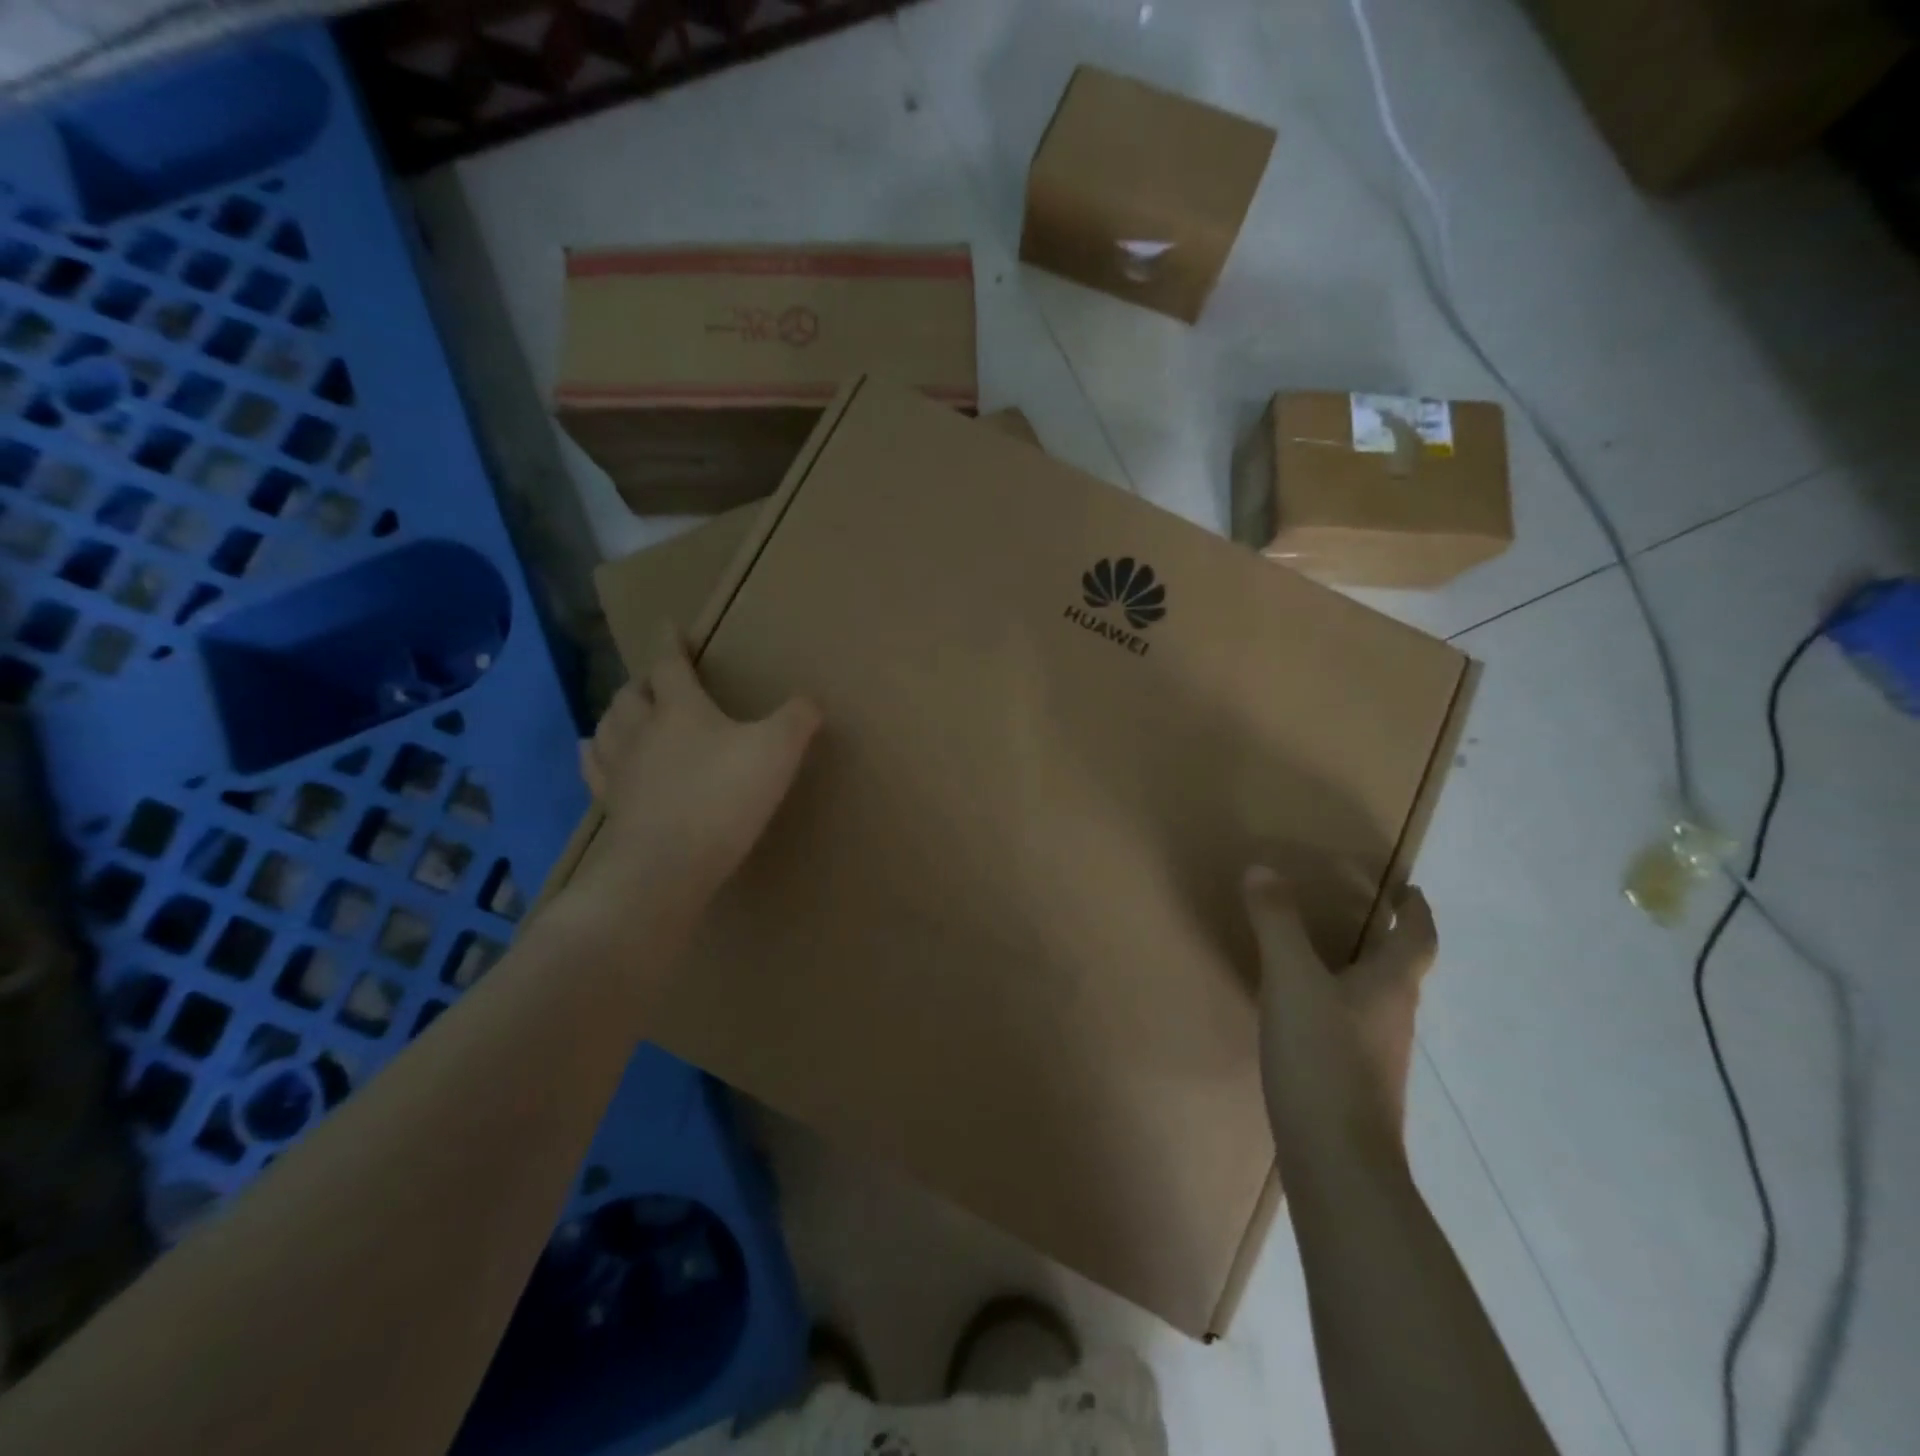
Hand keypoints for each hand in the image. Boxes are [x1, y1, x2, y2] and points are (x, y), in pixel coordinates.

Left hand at [569, 631, 819, 928]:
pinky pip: (594, 768)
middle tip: (656, 680)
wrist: (667, 865)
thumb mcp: (778, 751)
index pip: (669, 664)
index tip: (668, 626)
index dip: (670, 643)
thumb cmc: (724, 797)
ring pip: (607, 726)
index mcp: (680, 708)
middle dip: (644, 681)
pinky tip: (595, 753)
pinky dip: (595, 753)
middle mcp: (642, 730)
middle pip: (632, 694)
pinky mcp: (611, 805)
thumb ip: (797, 720)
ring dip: (617, 712)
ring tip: (626, 711)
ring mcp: (620, 769)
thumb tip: (811, 701)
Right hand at [1244, 868, 1436, 1171]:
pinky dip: (1340, 1006)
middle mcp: (1394, 1018)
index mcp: (1391, 987)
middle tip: (1360, 914)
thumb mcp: (1291, 979)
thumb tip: (1263, 868)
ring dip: (1363, 973)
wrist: (1338, 1161)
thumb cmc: (1322, 1058)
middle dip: (1387, 939)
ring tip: (1326, 956)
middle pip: (1401, 970)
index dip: (1416, 912)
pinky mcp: (1358, 1085)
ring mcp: (1379, 1056)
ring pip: (1378, 1001)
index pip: (1417, 939)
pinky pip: (1355, 1028)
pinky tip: (1307, 1014)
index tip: (1410, 891)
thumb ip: (1276, 923)